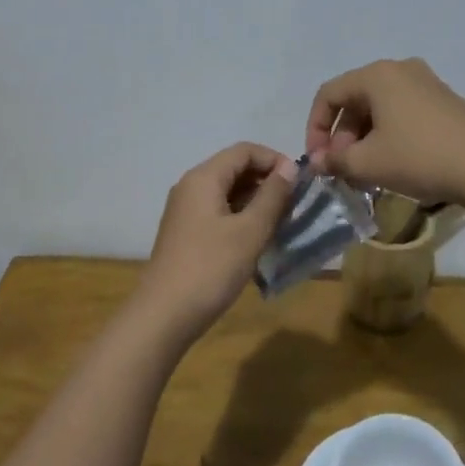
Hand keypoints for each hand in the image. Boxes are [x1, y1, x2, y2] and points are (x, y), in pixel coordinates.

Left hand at [134, 143, 298, 342]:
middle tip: (294, 204)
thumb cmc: (211, 268)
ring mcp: (185, 211)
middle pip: (234, 168)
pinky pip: (218, 211)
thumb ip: (272, 196)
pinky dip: (241, 216)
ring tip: (282, 223)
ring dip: (256, 200)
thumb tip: (289, 168)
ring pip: (227, 192)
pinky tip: (258, 239)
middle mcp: (191, 187)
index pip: (244, 150)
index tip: (300, 183)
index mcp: (204, 178)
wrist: (164, 315)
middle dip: (267, 180)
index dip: (274, 159)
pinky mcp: (186, 233)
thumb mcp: (250, 231)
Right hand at [305, 58, 464, 205]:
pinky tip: (393, 164)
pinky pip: (402, 112)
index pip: (329, 95)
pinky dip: (388, 135)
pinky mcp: (444, 101)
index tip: (318, 161)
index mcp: (377, 75)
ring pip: (379, 108)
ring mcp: (426, 83)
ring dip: (364, 139)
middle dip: (342, 136)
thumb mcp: (368, 163)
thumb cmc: (419, 157)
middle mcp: (400, 70)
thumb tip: (318, 163)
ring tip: (365, 172)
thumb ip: (335, 161)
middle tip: (342, 169)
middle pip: (355, 100)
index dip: (315, 128)